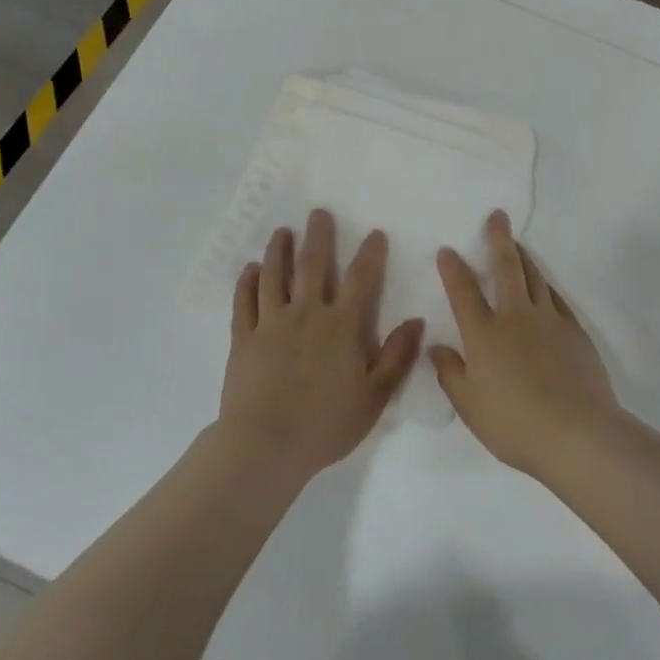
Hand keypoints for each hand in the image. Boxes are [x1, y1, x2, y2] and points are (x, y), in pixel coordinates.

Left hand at [221, 210, 423, 480]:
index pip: (361, 280)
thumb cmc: (325, 424)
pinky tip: (249, 269)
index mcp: (341, 327)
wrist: (265, 446)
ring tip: (282, 232)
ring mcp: (271, 324)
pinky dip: (246, 283)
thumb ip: (397, 357)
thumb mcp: (374, 397)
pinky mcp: (243, 339)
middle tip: (318, 213)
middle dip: (318, 237)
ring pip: (275, 277)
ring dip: (280, 251)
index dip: (370, 254)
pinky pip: (244, 302)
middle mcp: (306, 314)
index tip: (374, 233)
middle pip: (313, 266)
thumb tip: (416, 321)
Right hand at [431, 211, 622, 478]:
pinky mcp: (574, 330)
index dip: (453, 269)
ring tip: (517, 242)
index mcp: (484, 334)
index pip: (463, 292)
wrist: (576, 432)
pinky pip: (556, 297)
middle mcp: (515, 317)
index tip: (448, 250)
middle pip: (506, 268)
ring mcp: (548, 320)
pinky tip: (544, 284)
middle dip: (499, 239)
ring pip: (534, 277)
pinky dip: (546, 285)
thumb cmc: (514, 424)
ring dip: (523, 256)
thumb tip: (437, 347)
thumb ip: (451, 374)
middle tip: (498, 216)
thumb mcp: (470, 406)